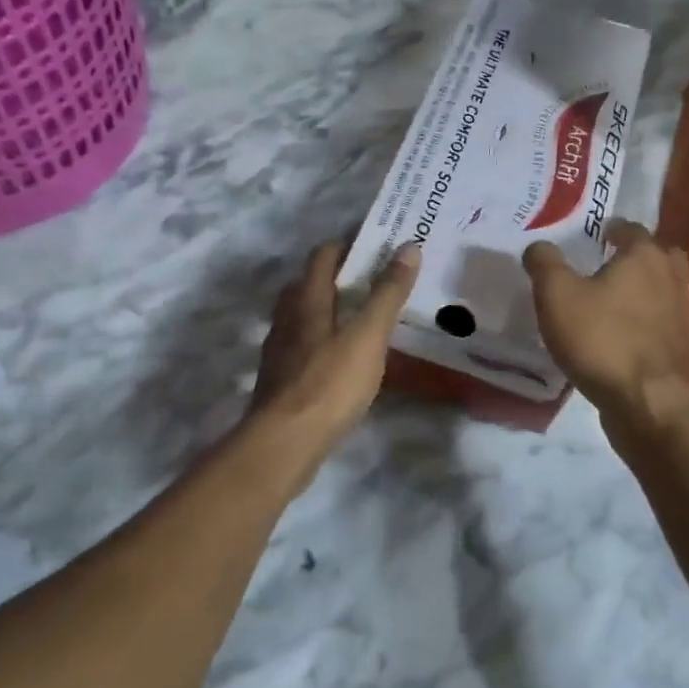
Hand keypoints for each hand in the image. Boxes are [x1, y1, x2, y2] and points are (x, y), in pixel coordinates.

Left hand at [252, 240, 419, 455]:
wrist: (285, 443)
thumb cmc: (330, 383)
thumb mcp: (368, 336)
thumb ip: (388, 293)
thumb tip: (408, 247)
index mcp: (307, 299)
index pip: (323, 255)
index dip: (348, 244)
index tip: (378, 244)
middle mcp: (288, 317)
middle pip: (309, 283)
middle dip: (339, 275)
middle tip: (375, 279)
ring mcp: (280, 350)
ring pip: (304, 315)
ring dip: (330, 307)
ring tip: (363, 316)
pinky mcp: (281, 378)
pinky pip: (304, 344)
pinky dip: (324, 338)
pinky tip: (345, 356)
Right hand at [523, 221, 688, 433]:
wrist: (647, 402)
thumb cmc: (600, 338)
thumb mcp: (556, 296)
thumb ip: (544, 263)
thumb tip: (538, 246)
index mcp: (644, 256)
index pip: (631, 229)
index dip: (613, 229)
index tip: (597, 234)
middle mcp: (671, 277)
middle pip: (659, 255)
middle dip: (639, 255)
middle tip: (612, 262)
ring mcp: (682, 314)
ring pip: (665, 288)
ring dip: (646, 288)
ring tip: (617, 299)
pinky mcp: (682, 346)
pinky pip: (664, 321)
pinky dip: (649, 320)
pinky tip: (626, 333)